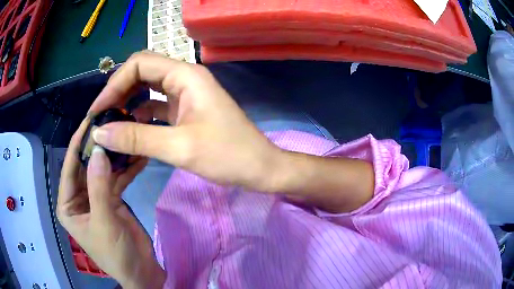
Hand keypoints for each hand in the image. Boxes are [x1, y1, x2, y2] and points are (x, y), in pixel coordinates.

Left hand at [57, 118, 164, 288]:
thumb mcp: (104, 221)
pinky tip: (138, 157)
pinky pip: (117, 179)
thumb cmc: (115, 253)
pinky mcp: (112, 199)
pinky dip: (127, 169)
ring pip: (103, 170)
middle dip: (99, 146)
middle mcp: (79, 197)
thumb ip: (99, 187)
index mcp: (68, 204)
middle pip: (86, 165)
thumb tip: (99, 149)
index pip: (69, 167)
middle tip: (113, 122)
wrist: (142, 272)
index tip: (90, 119)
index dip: (78, 143)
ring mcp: (96, 197)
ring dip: (116, 156)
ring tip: (128, 135)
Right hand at [89, 51, 281, 190]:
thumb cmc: (228, 155)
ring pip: (148, 90)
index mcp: (186, 75)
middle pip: (142, 73)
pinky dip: (141, 117)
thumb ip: (136, 138)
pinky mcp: (186, 112)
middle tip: (102, 117)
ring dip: (128, 104)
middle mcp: (185, 78)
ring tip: (111, 125)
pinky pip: (157, 107)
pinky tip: (130, 132)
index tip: (98, 110)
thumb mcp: (179, 147)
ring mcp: (186, 95)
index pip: (140, 64)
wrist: (260, 168)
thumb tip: (99, 133)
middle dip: (119, 92)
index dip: (115, 83)